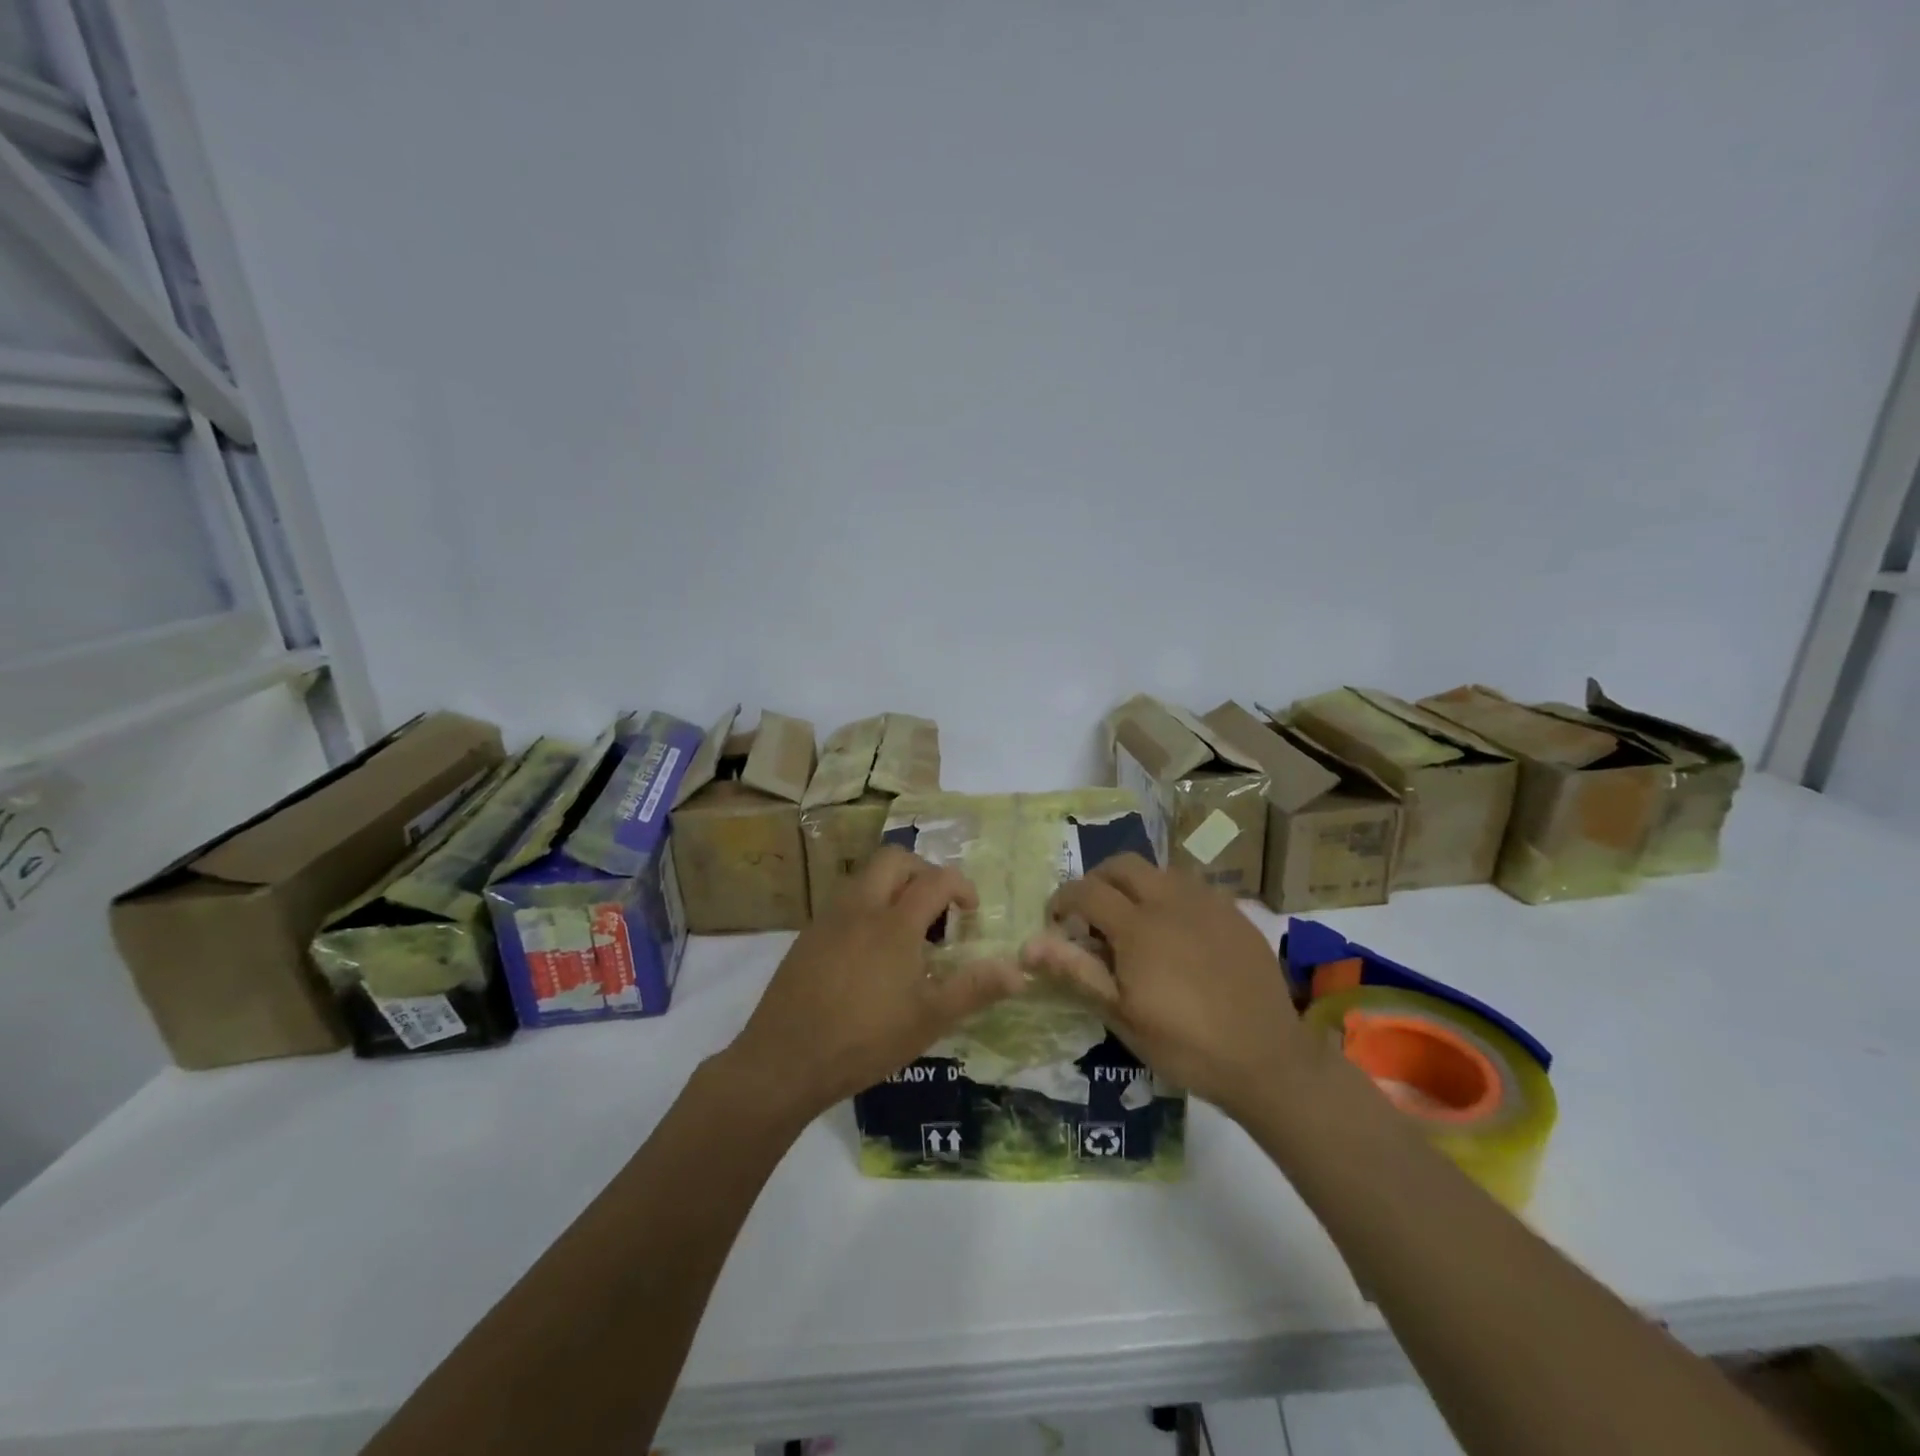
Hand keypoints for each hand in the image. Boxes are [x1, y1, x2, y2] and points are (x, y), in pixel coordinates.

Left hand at [719, 846, 1023, 1122]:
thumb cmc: (864, 1040)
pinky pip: (844, 902)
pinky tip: (869, 953)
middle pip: (894, 859)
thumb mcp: (928, 1020)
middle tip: (937, 907)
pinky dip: (867, 908)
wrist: (783, 1060)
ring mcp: (829, 919)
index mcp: (894, 924)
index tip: (971, 911)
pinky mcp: (807, 936)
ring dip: (892, 887)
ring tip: (906, 932)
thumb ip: (974, 990)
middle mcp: (861, 908)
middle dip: (922, 871)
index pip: (936, 880)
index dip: (961, 887)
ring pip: (865, 877)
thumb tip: (1019, 971)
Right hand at [1021, 854, 1307, 1120]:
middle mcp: (1171, 900)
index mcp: (1138, 926)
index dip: (1063, 899)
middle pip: (1122, 865)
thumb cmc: (1185, 1045)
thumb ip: (1077, 972)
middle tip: (1093, 915)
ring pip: (1160, 870)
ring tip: (1136, 922)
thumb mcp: (1122, 1016)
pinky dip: (1172, 898)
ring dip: (1137, 886)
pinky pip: (1194, 888)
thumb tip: (1029, 945)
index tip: (1057, 921)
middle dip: (1098, 880)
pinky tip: (1179, 933)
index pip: (1086, 890)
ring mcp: (1208, 903)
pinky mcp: (1235, 913)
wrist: (1267, 1059)